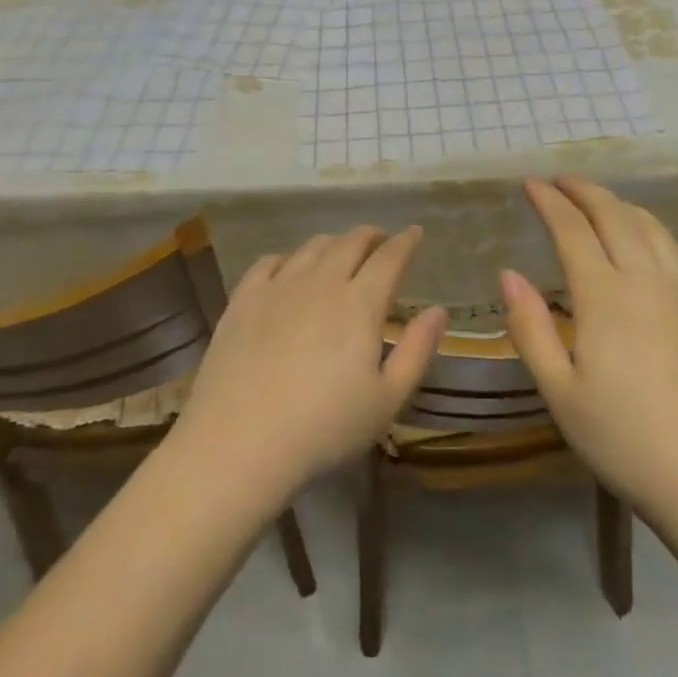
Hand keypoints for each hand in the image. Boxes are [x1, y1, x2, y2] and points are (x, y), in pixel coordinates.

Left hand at [170, 226, 447, 510]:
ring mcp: (279, 286)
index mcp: (360, 303)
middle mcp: (322, 281)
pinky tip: (291, 269)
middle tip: (381, 242)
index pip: (390, 257)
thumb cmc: (323, 429)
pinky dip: (290, 258)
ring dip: (335, 243)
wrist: (238, 443)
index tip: (415, 233)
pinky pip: (271, 261)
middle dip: (372, 236)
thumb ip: (417, 350)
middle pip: (351, 241)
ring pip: (313, 246)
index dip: (406, 241)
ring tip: (341, 254)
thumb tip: (439, 310)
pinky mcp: (244, 299)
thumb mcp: (386, 401)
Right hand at [502, 178, 677, 520]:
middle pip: (615, 215)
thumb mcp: (562, 396)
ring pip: (652, 227)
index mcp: (605, 296)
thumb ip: (531, 329)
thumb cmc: (629, 444)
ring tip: (603, 202)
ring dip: (622, 205)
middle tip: (562, 181)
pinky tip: (655, 242)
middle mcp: (647, 279)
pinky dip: (659, 233)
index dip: (549, 201)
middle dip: (585, 191)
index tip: (531, 184)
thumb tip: (508, 274)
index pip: (572, 229)